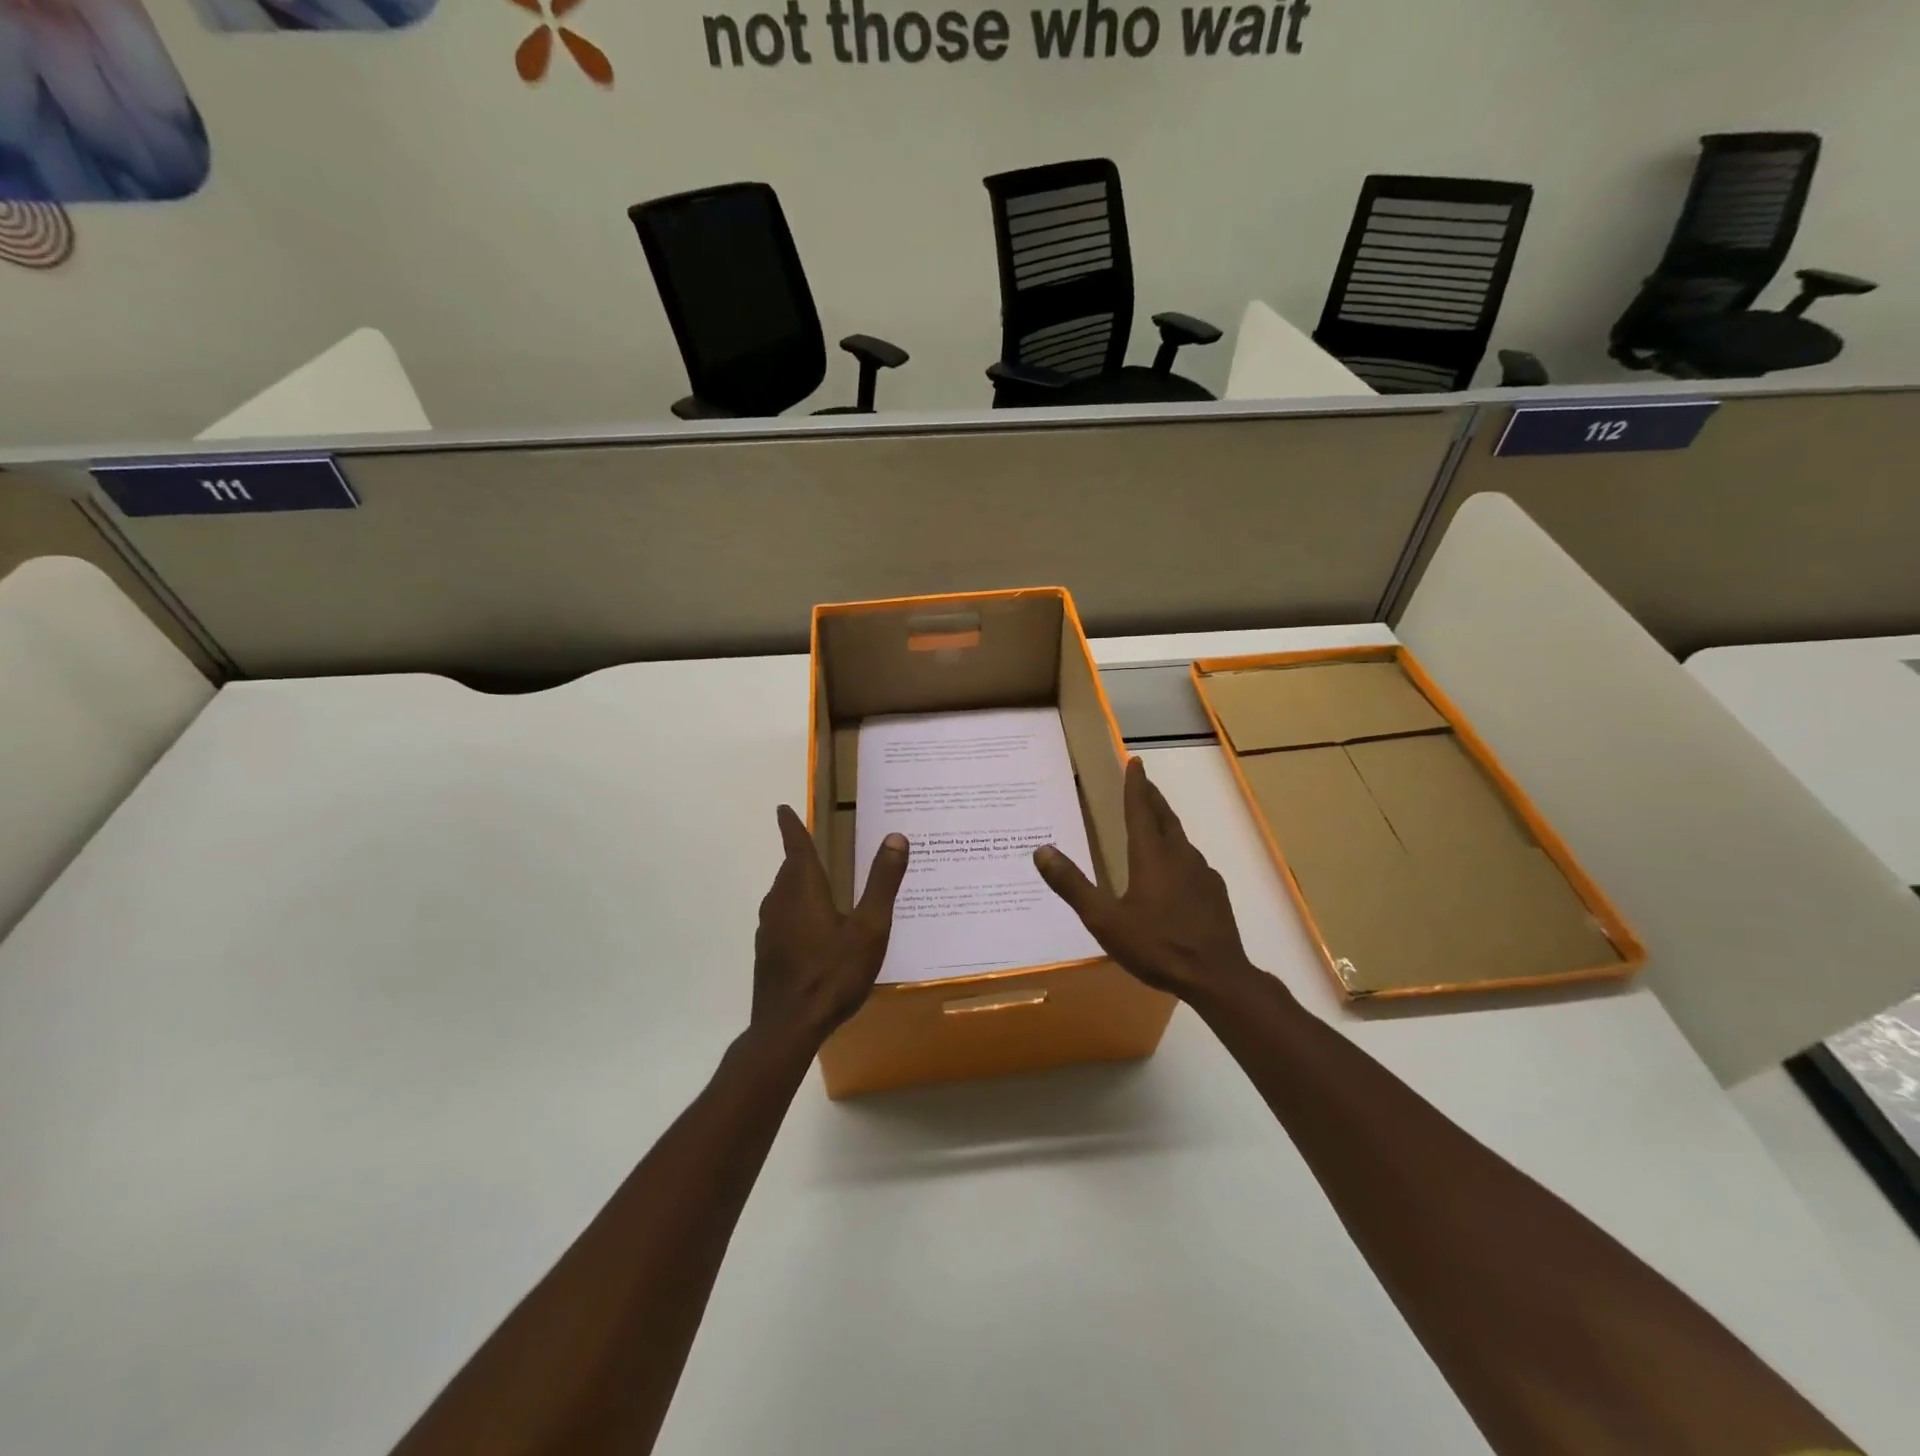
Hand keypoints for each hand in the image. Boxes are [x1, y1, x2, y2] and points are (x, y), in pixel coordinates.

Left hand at [752, 806, 909, 1046]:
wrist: (788, 1027)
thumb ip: (883, 882)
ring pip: (784, 895)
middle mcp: (780, 902)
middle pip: (789, 870)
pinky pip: (782, 918)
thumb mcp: (869, 928)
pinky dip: (796, 910)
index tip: (782, 809)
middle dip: (800, 856)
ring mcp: (770, 929)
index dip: (791, 826)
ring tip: (818, 884)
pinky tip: (812, 929)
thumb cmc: (832, 974)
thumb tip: (896, 836)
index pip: (796, 847)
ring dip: (797, 884)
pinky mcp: (767, 952)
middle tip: (814, 845)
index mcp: (803, 889)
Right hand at [1034, 757, 1260, 1004]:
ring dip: (1165, 824)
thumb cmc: (1157, 946)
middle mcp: (1179, 856)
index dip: (1136, 784)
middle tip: (1143, 783)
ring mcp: (1202, 874)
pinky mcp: (1215, 893)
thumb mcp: (1104, 920)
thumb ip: (1072, 886)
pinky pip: (1192, 862)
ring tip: (1154, 823)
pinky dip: (1178, 852)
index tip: (1135, 761)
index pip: (1140, 809)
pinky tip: (1175, 871)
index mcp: (1151, 856)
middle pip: (1164, 817)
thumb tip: (1041, 851)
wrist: (1217, 977)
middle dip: (1152, 797)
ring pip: (1180, 838)